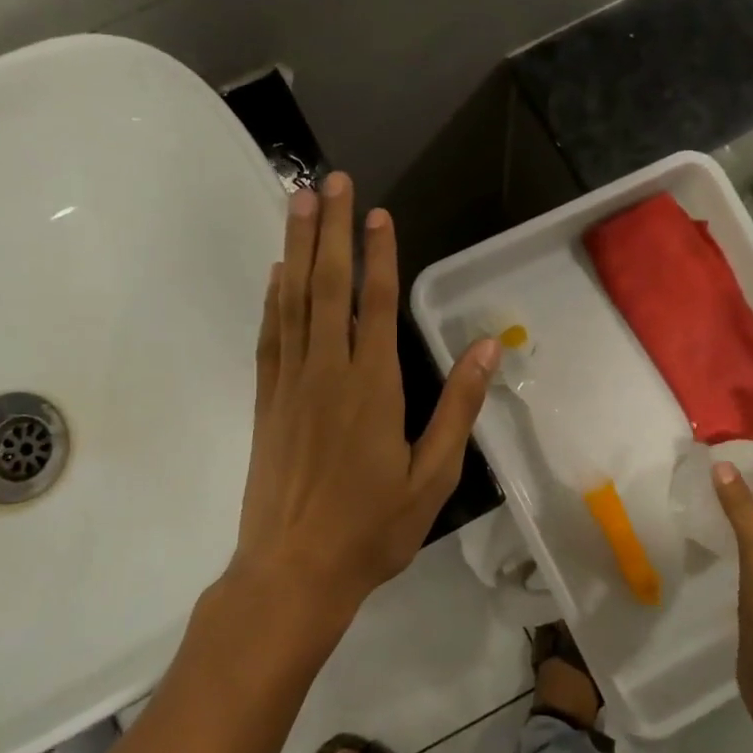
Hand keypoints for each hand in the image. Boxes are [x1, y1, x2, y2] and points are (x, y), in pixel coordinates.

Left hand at [232, 172, 499, 619]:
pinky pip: (270, 337)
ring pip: (293, 301)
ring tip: (296, 202)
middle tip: (328, 181)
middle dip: (329, 229)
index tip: (376, 213)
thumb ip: (458, 407)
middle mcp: (328, 372)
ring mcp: (290, 384)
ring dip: (295, 248)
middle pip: (328, 286)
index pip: (377, 303)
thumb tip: (486, 348)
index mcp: (374, 387)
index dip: (378, 254)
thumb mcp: (432, 476)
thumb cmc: (372, 529)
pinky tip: (275, 274)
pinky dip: (273, 299)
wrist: (293, 572)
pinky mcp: (265, 402)